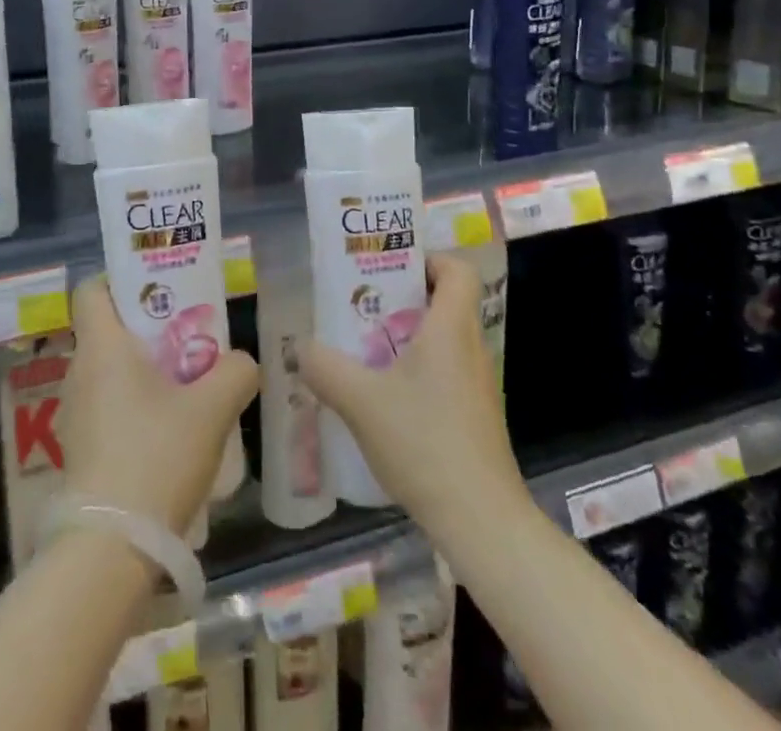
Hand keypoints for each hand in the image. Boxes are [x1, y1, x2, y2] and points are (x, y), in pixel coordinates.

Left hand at [62, 276, 258, 535]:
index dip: (120, 279)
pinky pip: (108, 405)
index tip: (158, 290)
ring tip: (187, 386)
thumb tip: (241, 362)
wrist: (111, 549)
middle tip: (189, 336)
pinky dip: (135, 404)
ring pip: (110, 370)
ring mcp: (75, 413)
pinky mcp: (81, 449)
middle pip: (108, 329)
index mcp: (102, 347)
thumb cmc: (157, 457)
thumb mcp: (212, 408)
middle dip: (148, 328)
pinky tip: (170, 432)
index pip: (91, 288)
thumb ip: (235, 371)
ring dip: (144, 370)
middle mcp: (79, 372)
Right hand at [297, 252, 518, 533]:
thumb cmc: (424, 443)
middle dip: (403, 298)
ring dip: (407, 336)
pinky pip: (445, 371)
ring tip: (365, 350)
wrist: (481, 521)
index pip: (457, 270)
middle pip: (446, 302)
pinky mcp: (475, 416)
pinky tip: (385, 399)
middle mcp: (470, 348)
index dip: (428, 259)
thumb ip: (324, 367)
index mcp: (451, 329)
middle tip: (363, 306)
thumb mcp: (360, 401)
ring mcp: (477, 385)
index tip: (390, 270)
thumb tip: (300, 347)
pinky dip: (417, 370)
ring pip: (444, 339)